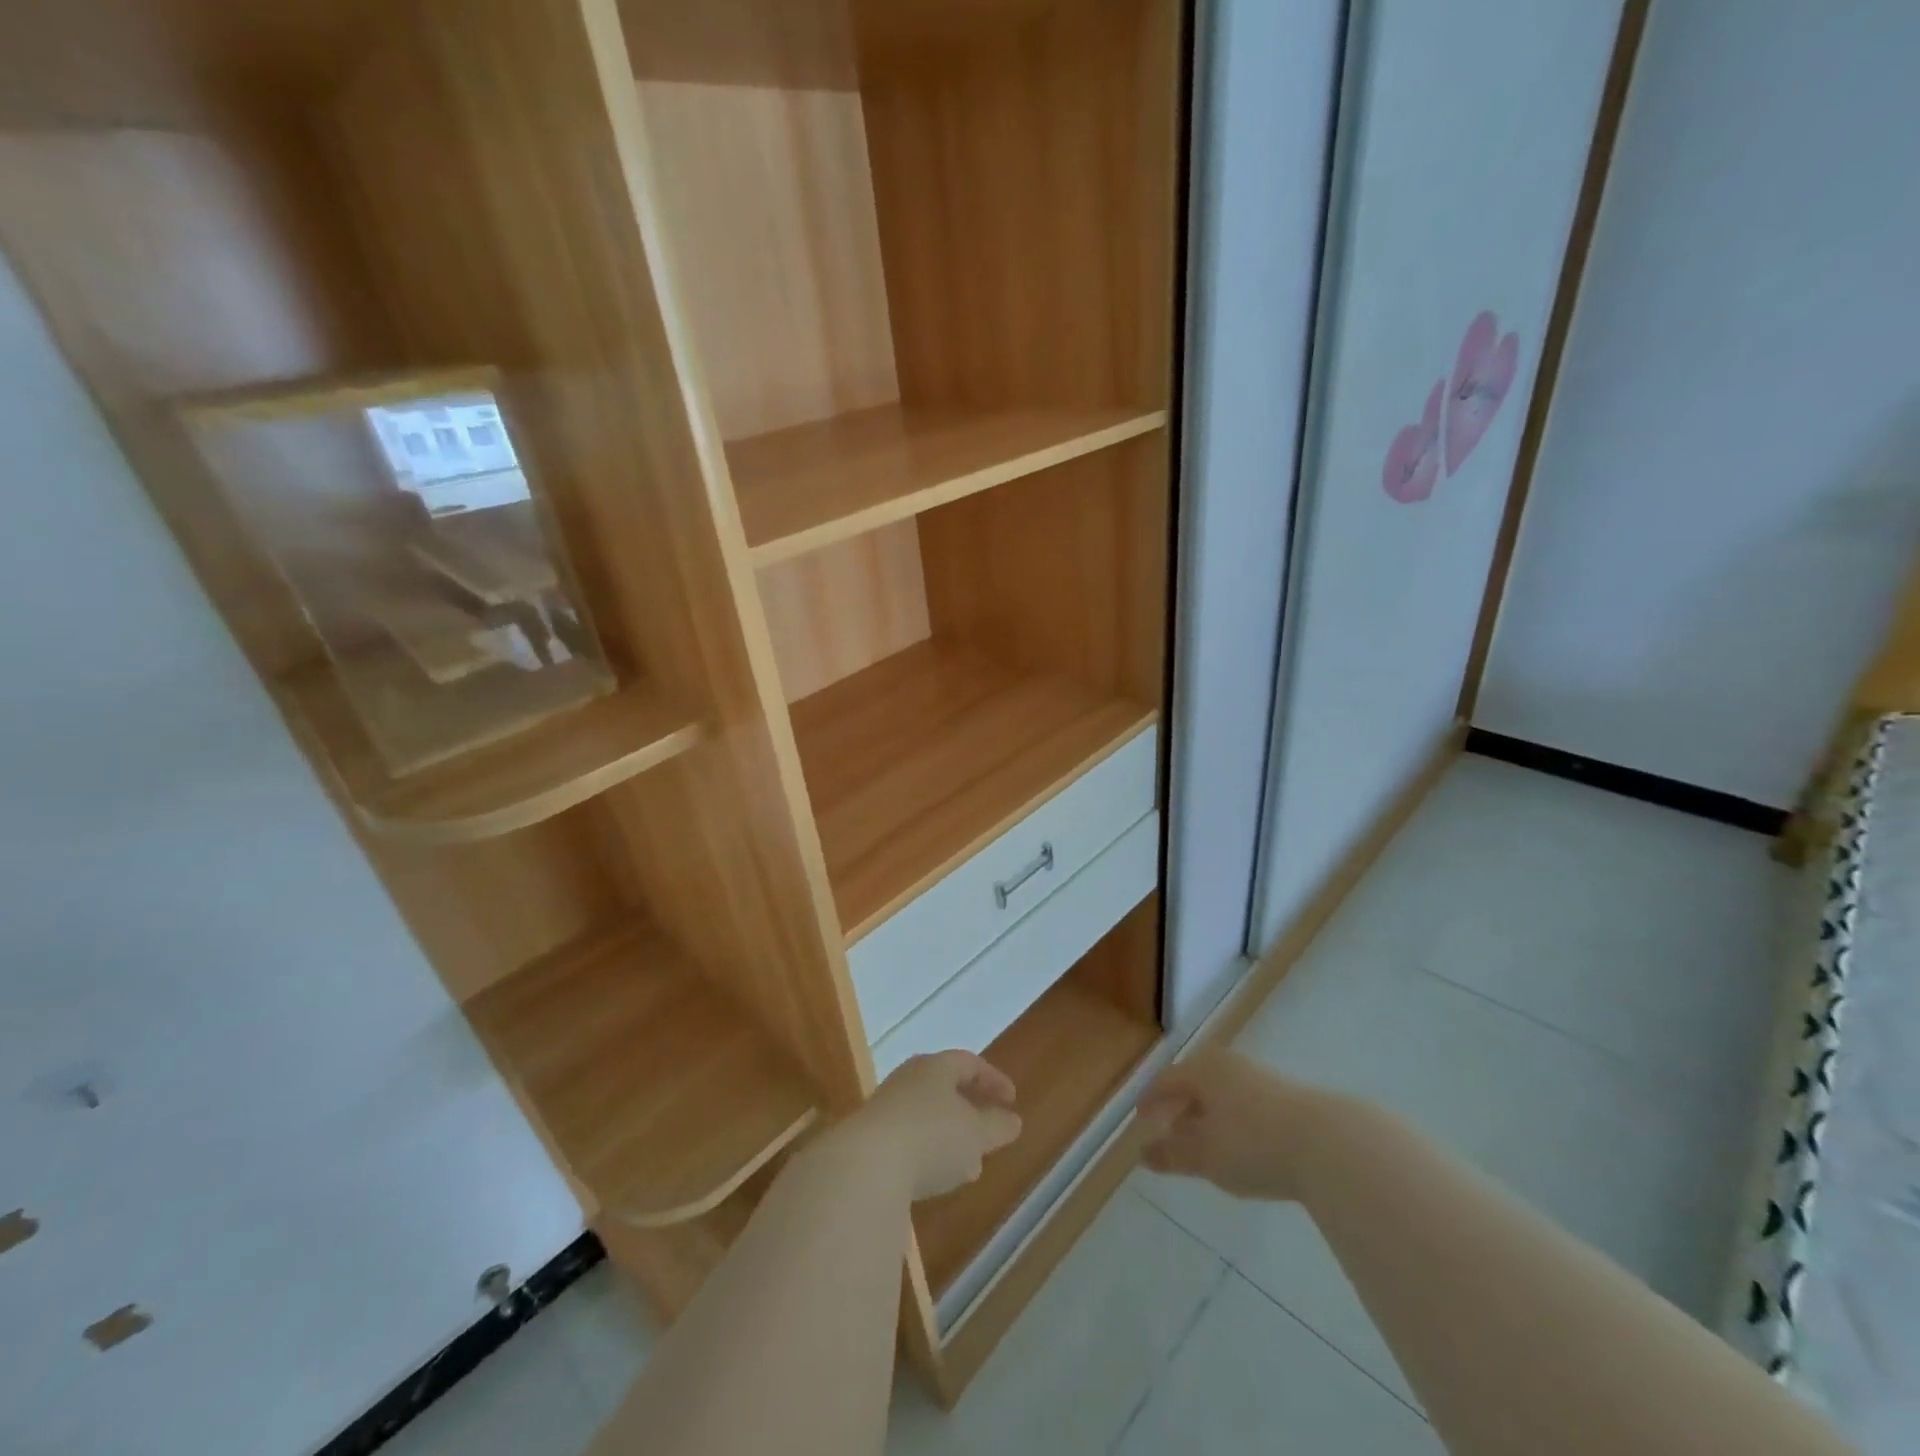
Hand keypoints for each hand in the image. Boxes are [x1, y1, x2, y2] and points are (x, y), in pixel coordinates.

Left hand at [851, 1051, 1022, 1200]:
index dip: (993, 1079)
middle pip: (944, 1087)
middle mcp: (908, 1079)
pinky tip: (936, 1181)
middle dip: (970, 1110)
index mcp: (935, 1067)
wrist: (864, 1166)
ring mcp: (885, 1108)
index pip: (969, 1063)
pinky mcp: (870, 1139)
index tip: (1012, 1100)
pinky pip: (908, 1139)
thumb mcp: (975, 1133)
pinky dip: (928, 1154)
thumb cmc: (931, 1137)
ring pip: (926, 1116)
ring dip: (950, 1137)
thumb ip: (996, 1126)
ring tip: (969, 1165)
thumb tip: (1013, 1120)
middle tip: (990, 1131)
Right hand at [1137, 1051, 1334, 1202]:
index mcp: (1202, 1070)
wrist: (1330, 1144)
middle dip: (1179, 1107)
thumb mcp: (1205, 1156)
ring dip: (1207, 1116)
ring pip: (1221, 1094)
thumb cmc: (1253, 1144)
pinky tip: (1240, 1145)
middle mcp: (1228, 1065)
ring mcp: (1260, 1077)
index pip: (1165, 1081)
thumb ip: (1171, 1154)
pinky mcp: (1287, 1097)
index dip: (1150, 1101)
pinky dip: (1232, 1121)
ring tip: (1205, 1143)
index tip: (1141, 1120)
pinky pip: (1245, 1104)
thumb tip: (1143, 1153)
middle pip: (1194, 1083)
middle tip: (1169, 1131)